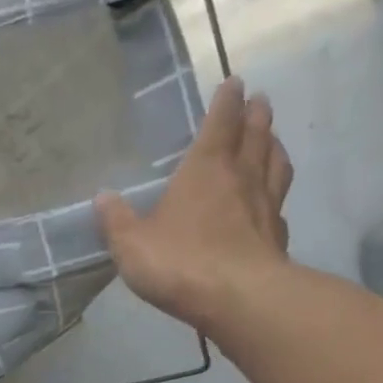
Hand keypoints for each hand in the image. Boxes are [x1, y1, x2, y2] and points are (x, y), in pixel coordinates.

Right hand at [96, 77, 292, 332]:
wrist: (237, 299)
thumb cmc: (180, 263)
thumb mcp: (132, 245)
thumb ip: (116, 221)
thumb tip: (102, 197)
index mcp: (206, 167)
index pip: (221, 120)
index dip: (226, 100)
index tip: (233, 83)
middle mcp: (242, 176)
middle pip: (255, 134)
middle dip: (256, 115)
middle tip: (258, 102)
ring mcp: (266, 205)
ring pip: (275, 163)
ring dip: (273, 146)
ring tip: (271, 140)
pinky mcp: (277, 237)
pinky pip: (279, 205)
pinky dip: (277, 194)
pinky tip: (273, 202)